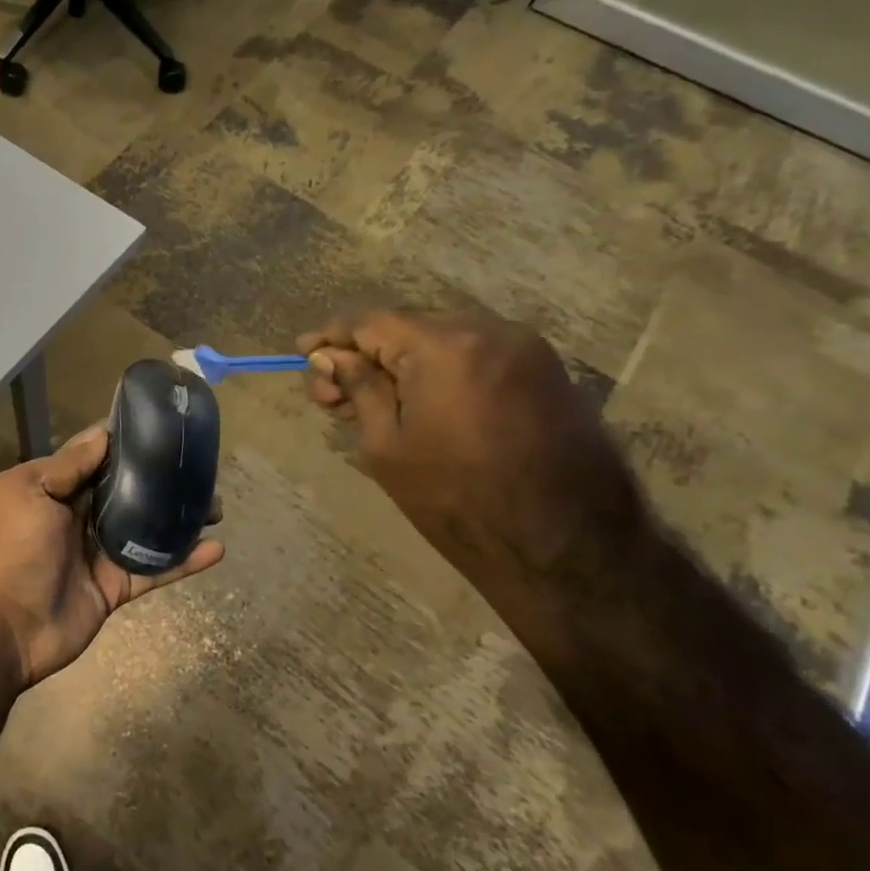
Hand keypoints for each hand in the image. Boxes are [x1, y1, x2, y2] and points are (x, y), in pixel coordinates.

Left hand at [0, 425, 223, 688]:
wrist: (2, 629)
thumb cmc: (11, 549)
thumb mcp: (27, 492)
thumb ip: (67, 465)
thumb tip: (104, 434)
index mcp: (54, 487)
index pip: (96, 455)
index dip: (126, 440)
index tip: (164, 425)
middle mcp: (78, 514)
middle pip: (128, 489)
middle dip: (162, 478)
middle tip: (202, 468)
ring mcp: (98, 552)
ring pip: (147, 527)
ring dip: (179, 517)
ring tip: (217, 506)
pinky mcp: (115, 586)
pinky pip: (154, 569)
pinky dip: (184, 560)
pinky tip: (216, 548)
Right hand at [298, 312, 645, 598]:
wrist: (566, 549)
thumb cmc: (458, 500)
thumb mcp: (386, 446)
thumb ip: (358, 388)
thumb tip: (330, 356)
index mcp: (445, 346)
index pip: (370, 321)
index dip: (331, 336)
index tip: (302, 353)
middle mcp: (491, 330)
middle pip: (406, 326)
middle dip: (365, 353)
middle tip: (334, 395)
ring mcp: (527, 349)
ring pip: (442, 339)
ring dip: (402, 362)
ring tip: (375, 403)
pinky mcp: (548, 372)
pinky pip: (475, 355)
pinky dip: (440, 370)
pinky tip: (422, 403)